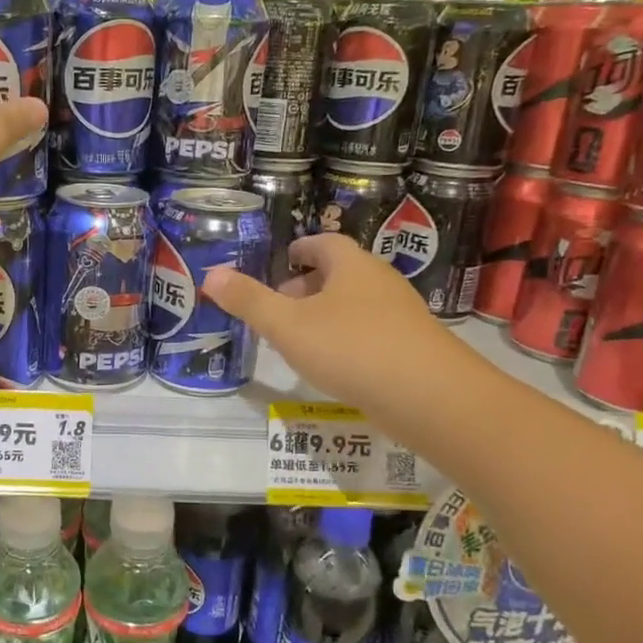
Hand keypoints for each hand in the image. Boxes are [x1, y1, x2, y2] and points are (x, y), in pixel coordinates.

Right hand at [201, 233, 472, 432]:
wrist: (431, 398)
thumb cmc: (352, 348)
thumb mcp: (288, 326)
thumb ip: (249, 301)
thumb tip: (211, 274)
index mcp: (352, 266)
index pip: (323, 244)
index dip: (299, 250)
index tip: (281, 262)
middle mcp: (379, 282)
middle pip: (339, 274)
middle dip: (307, 286)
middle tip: (277, 306)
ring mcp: (400, 316)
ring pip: (355, 305)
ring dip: (325, 315)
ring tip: (297, 339)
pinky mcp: (411, 348)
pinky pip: (370, 333)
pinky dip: (345, 340)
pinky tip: (331, 366)